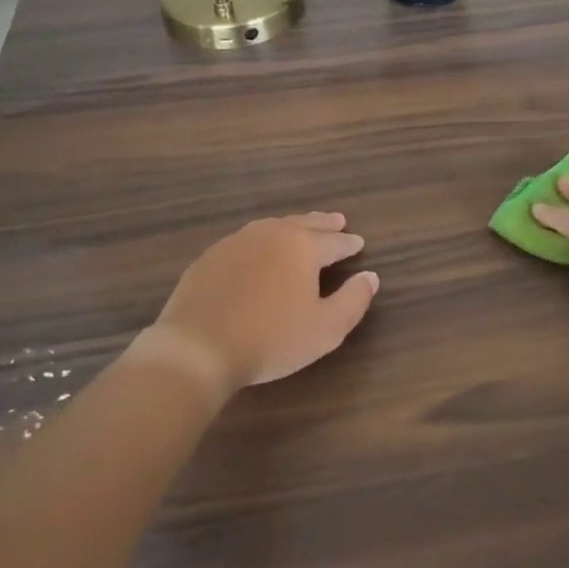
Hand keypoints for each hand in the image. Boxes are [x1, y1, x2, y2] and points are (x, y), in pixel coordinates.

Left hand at [134, 213, 378, 399]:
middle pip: (304, 224)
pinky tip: (259, 251)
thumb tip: (370, 277)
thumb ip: (354, 300)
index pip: (334, 241)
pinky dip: (261, 241)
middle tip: (337, 220)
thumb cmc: (271, 338)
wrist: (198, 346)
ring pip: (273, 227)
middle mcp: (272, 234)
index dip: (349, 244)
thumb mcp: (325, 329)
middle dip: (323, 224)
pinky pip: (246, 240)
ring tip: (301, 229)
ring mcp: (237, 241)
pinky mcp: (211, 256)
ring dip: (292, 227)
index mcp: (303, 247)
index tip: (359, 243)